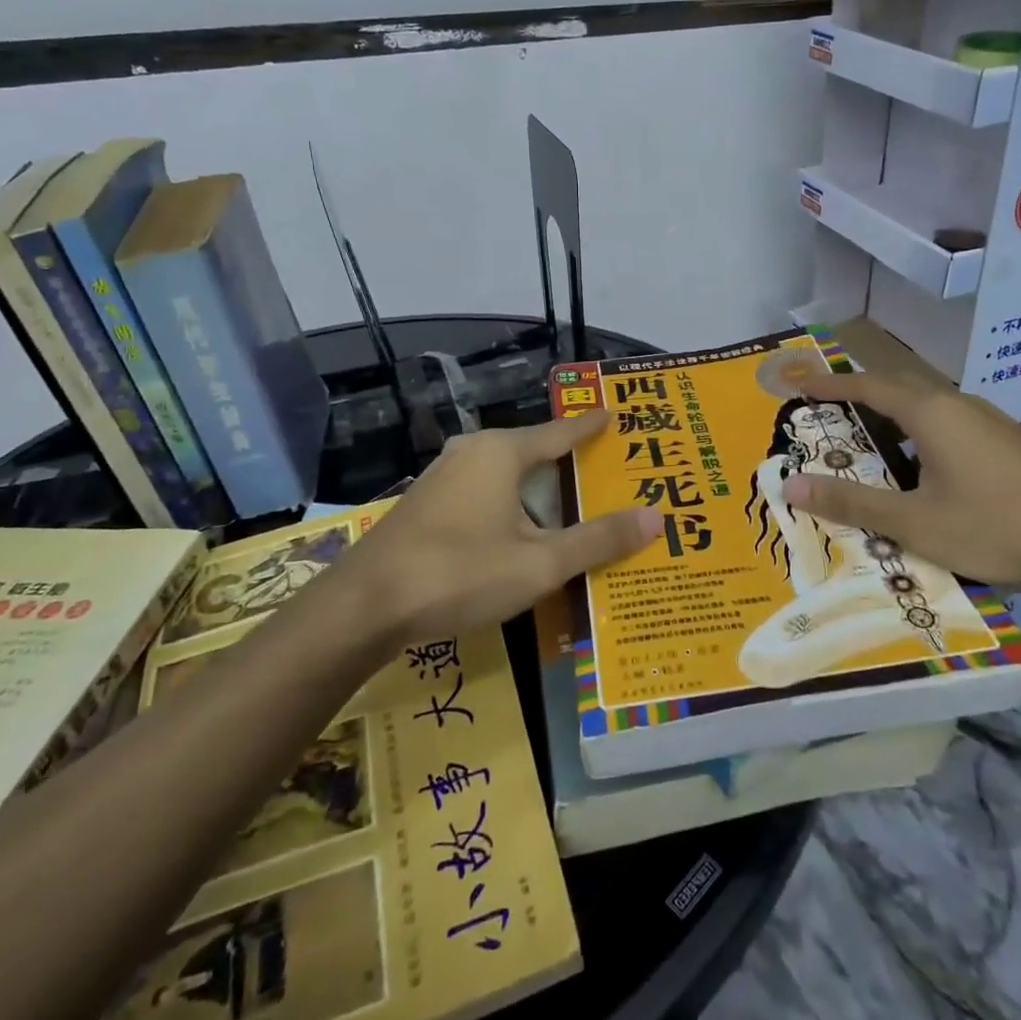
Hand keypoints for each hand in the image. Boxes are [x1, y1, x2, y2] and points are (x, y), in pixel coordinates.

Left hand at [344, 411, 659, 645]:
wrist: (365, 605)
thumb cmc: (460, 574)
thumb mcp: (540, 564)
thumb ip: (597, 540)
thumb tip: (656, 517)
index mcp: (502, 453)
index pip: (560, 432)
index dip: (590, 426)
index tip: (614, 413)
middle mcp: (472, 452)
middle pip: (532, 451)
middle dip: (565, 462)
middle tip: (601, 471)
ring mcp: (443, 476)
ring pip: (504, 474)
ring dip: (535, 489)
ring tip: (566, 503)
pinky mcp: (426, 502)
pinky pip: (481, 490)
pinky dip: (509, 503)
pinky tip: (517, 530)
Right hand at [781, 369, 1020, 597]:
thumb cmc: (998, 525)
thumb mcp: (915, 522)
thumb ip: (852, 503)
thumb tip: (791, 485)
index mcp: (931, 413)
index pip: (868, 386)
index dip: (831, 384)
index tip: (799, 383)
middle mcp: (959, 406)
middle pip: (897, 387)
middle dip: (858, 393)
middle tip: (824, 407)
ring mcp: (989, 422)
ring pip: (926, 406)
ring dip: (890, 413)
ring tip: (864, 436)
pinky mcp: (1008, 443)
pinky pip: (948, 424)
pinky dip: (917, 432)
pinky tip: (920, 466)